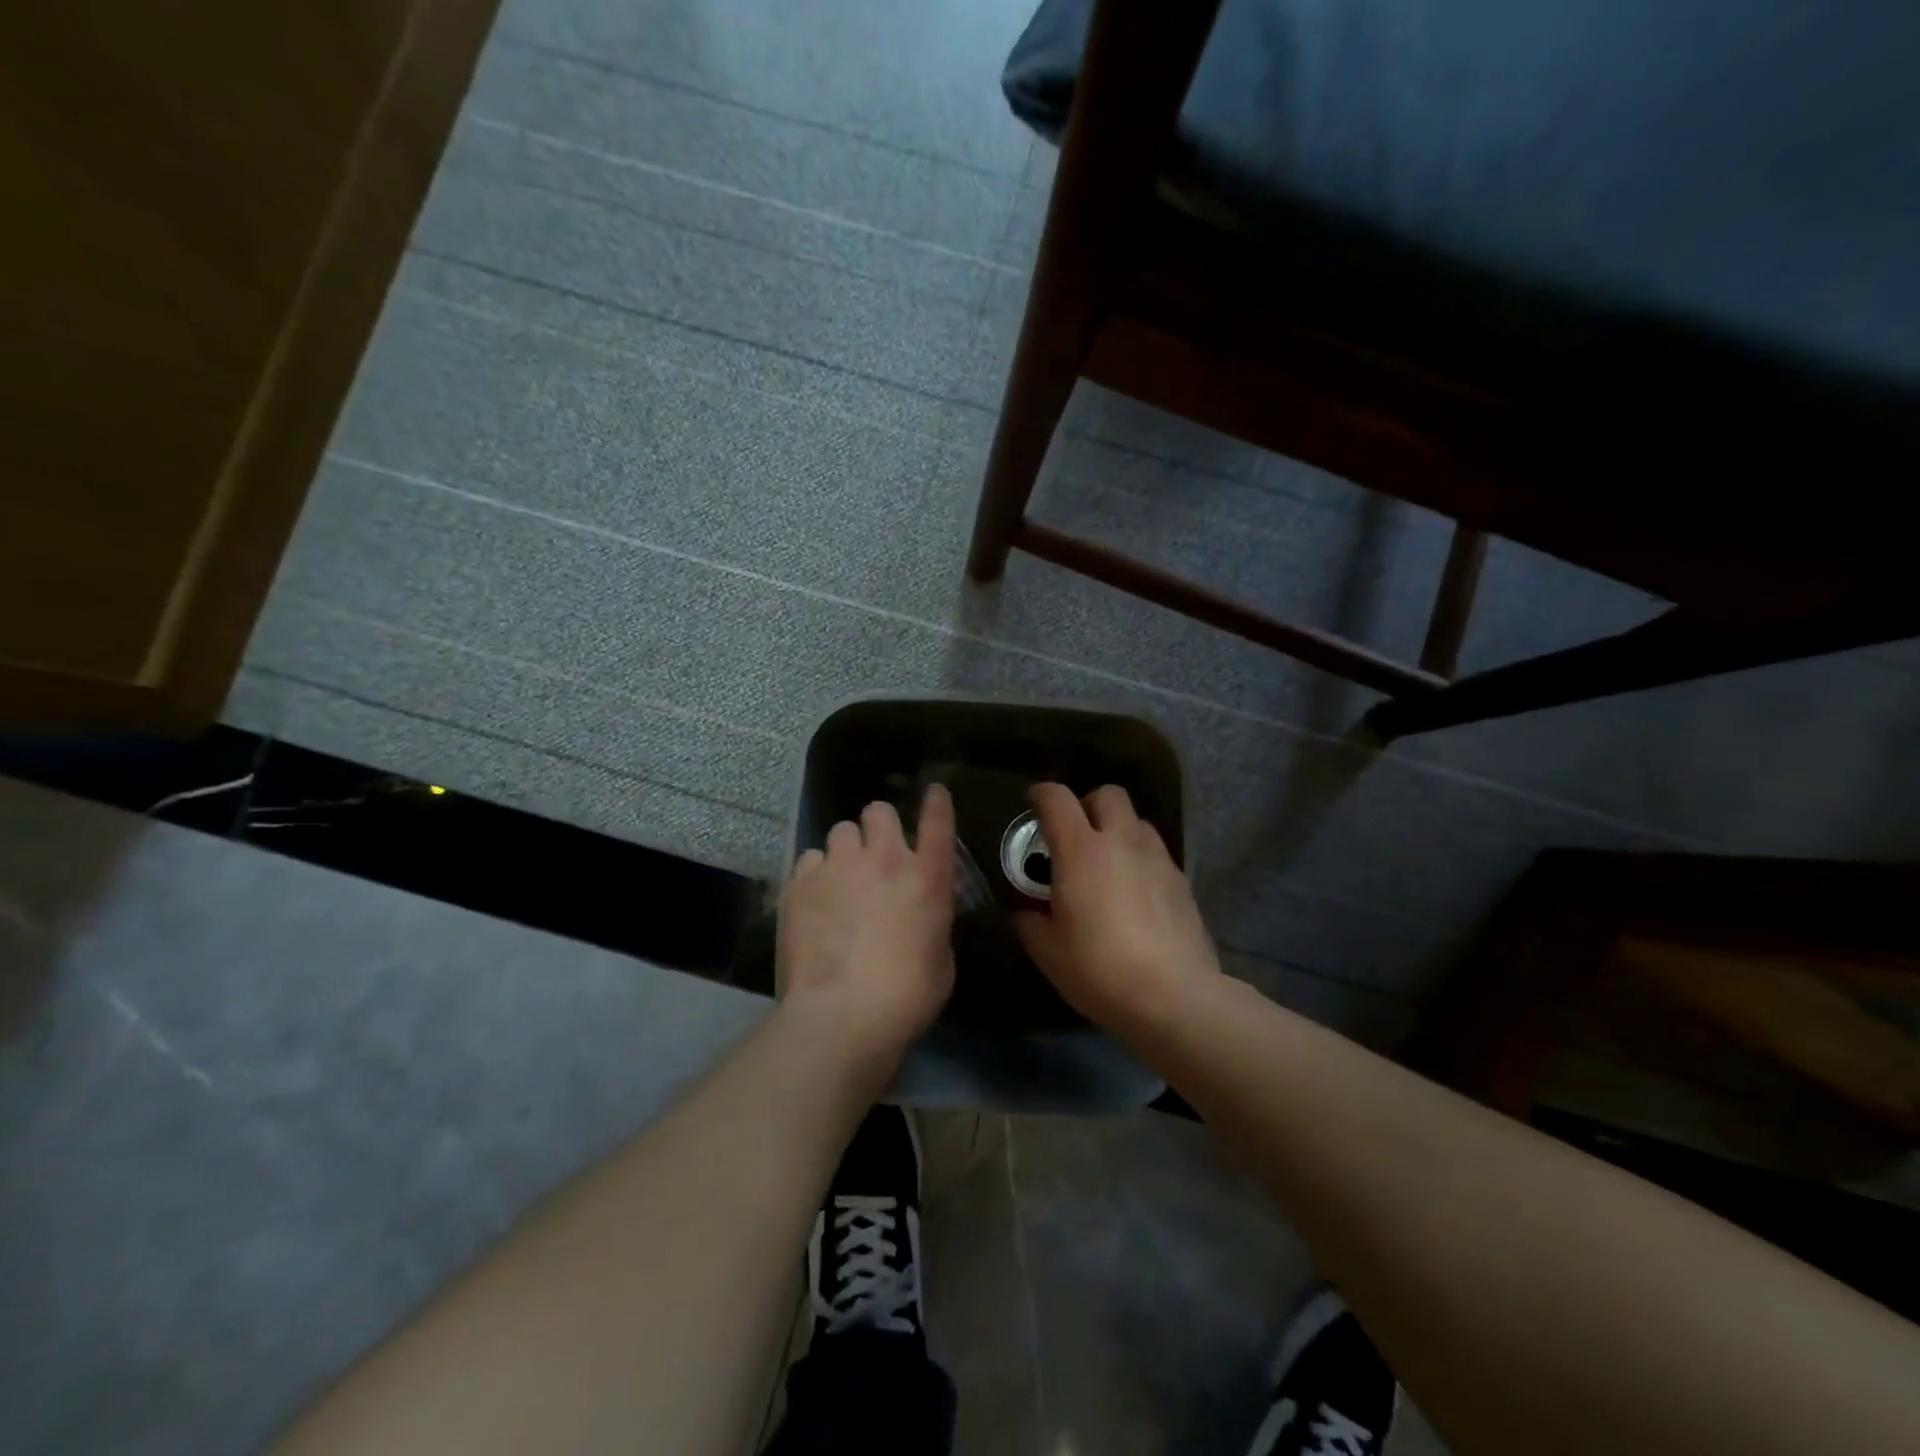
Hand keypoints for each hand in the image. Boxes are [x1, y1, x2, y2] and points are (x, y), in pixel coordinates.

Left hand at [777, 785, 956, 1080]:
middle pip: (878, 811)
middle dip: (878, 826)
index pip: (938, 821)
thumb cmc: (906, 996)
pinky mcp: (800, 883)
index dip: (937, 802)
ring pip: (840, 830)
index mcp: (927, 877)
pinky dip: (815, 874)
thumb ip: (931, 922)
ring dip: (845, 850)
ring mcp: (838, 867)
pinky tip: (814, 900)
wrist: (842, 1014)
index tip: (934, 792)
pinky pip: (809, 859)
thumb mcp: (940, 958)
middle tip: (875, 854)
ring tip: (840, 879)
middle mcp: (884, 859)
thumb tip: (918, 916)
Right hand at [1014, 783, 1222, 1033]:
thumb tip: (1028, 913)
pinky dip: (1140, 860)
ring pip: (1137, 821)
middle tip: (1075, 836)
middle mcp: (1121, 842)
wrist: (1173, 996)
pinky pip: (1156, 853)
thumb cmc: (1099, 969)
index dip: (1041, 794)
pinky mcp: (1182, 881)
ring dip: (1118, 831)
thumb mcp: (1047, 951)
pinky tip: (1134, 894)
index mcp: (1080, 850)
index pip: (1057, 798)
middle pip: (1108, 794)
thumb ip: (1031, 922)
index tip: (1033, 804)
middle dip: (1088, 805)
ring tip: (1107, 864)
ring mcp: (1157, 858)